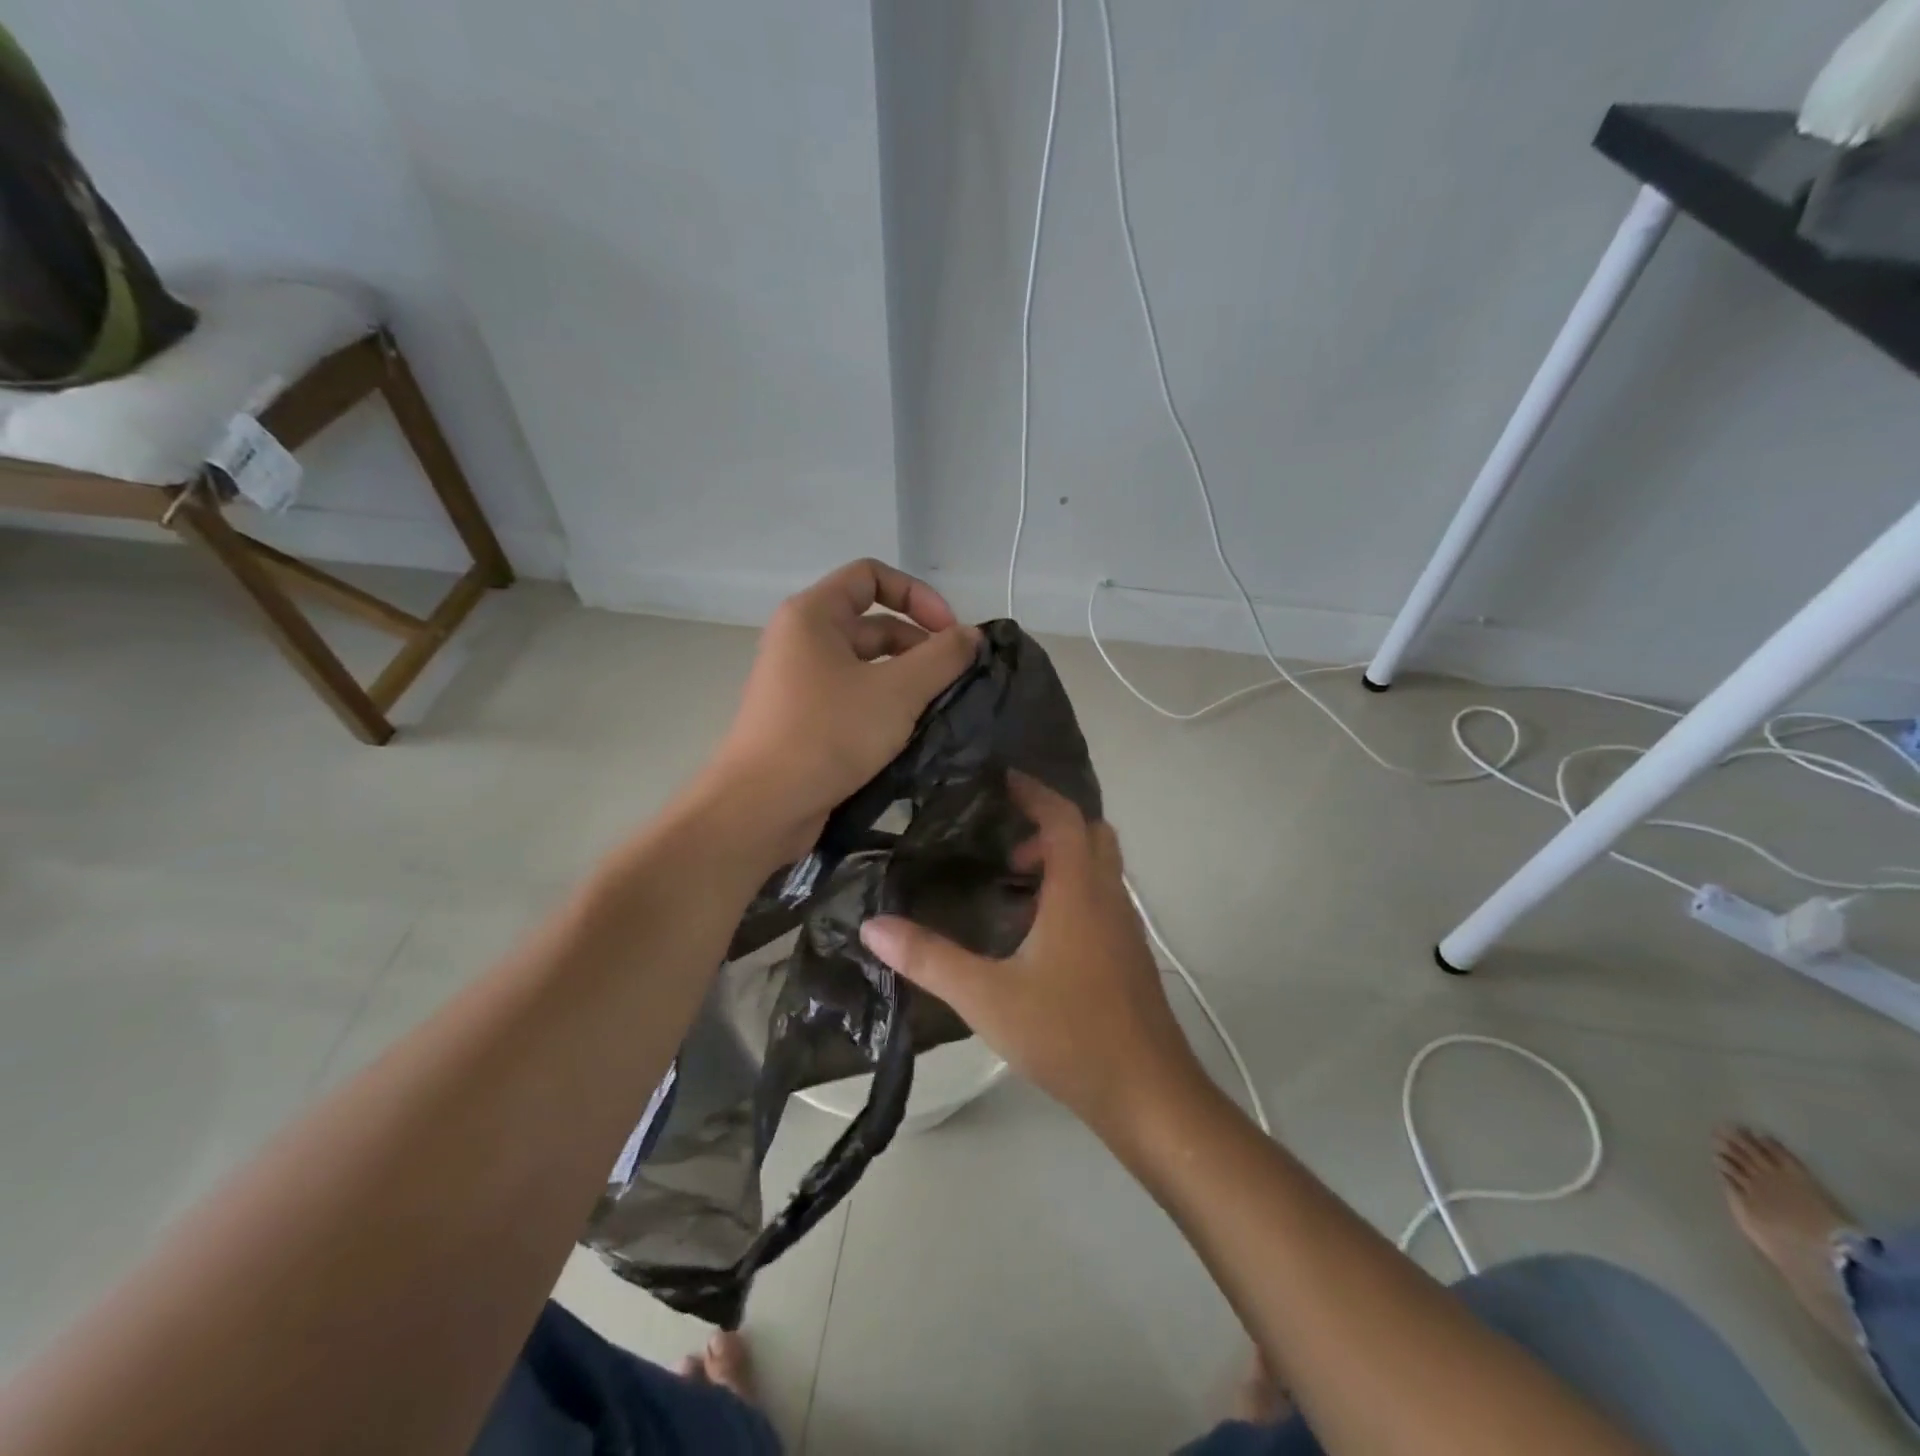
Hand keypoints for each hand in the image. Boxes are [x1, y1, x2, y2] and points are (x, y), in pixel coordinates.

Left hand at [712, 559, 978, 856]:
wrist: (761, 807)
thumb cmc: (827, 734)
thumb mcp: (896, 692)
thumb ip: (941, 657)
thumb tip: (972, 635)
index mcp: (813, 615)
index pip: (871, 576)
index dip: (918, 595)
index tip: (950, 632)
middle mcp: (802, 641)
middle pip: (873, 623)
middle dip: (919, 645)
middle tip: (956, 680)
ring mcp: (801, 683)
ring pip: (867, 667)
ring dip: (907, 680)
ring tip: (942, 709)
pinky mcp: (804, 720)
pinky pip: (854, 699)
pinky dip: (885, 707)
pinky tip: (914, 733)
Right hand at [858, 775, 1206, 1142]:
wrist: (1148, 1094)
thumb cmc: (1069, 1035)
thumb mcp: (987, 997)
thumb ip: (929, 958)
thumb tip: (873, 924)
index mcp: (1079, 892)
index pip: (1063, 817)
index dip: (1034, 792)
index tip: (1002, 779)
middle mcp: (1108, 897)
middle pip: (1090, 833)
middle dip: (1050, 823)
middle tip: (1005, 838)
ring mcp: (1126, 926)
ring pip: (1100, 866)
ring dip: (1063, 858)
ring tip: (1014, 882)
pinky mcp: (1130, 954)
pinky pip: (1103, 897)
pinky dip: (1074, 888)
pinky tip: (1039, 931)